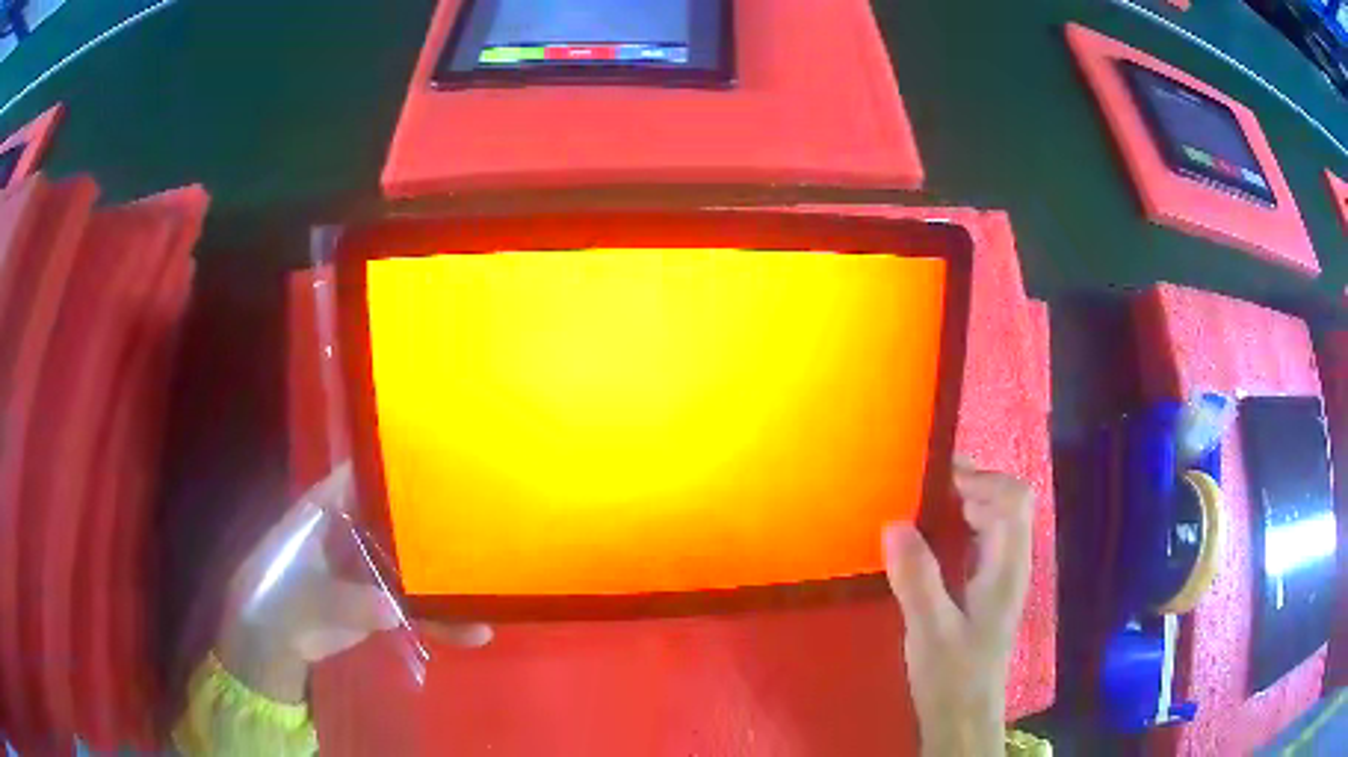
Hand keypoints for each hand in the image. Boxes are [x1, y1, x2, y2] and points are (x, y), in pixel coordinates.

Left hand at [218, 465, 490, 702]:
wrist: (271, 645)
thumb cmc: (275, 601)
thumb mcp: (302, 598)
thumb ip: (343, 600)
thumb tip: (391, 607)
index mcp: (327, 510)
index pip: (364, 475)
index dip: (396, 464)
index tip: (442, 458)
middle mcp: (353, 530)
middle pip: (398, 516)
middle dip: (437, 519)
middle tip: (488, 521)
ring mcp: (368, 566)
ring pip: (413, 563)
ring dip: (447, 578)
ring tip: (491, 589)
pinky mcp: (379, 600)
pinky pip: (415, 603)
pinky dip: (441, 617)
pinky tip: (475, 630)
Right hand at [882, 457, 1033, 756]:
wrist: (963, 716)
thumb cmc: (952, 675)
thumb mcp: (929, 629)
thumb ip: (917, 577)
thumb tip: (896, 522)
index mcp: (1006, 566)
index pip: (1013, 499)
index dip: (981, 480)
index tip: (935, 481)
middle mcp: (1010, 563)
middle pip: (1007, 503)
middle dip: (969, 486)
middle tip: (919, 489)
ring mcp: (1000, 576)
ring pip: (993, 521)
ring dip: (962, 506)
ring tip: (918, 508)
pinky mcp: (986, 590)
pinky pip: (979, 542)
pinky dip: (957, 529)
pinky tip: (925, 543)